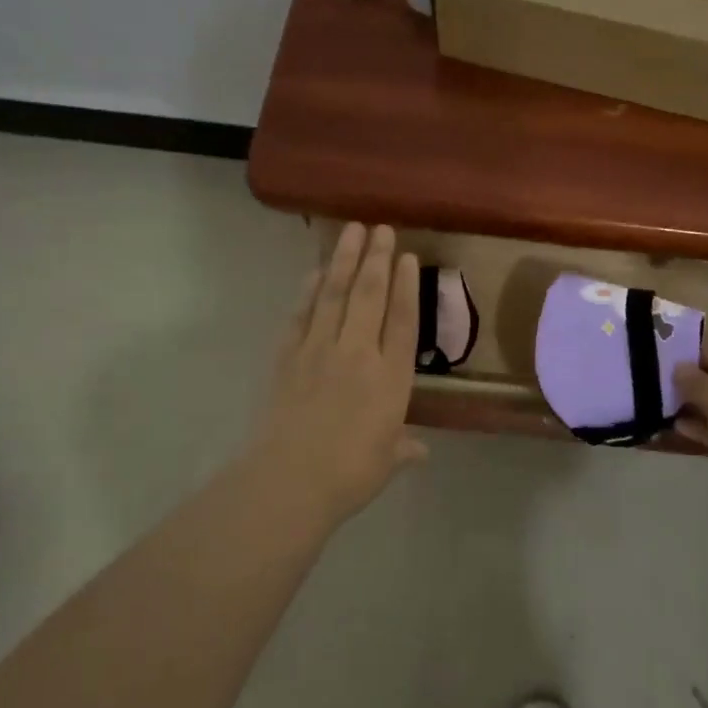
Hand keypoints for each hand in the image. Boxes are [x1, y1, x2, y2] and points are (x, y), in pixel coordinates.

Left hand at [242, 224, 425, 531]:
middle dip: (376, 258)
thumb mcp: (387, 462)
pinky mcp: (288, 356)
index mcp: (391, 378)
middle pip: (370, 296)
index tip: (406, 256)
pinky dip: (310, 290)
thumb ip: (403, 448)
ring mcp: (320, 350)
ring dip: (344, 260)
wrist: (290, 479)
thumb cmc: (350, 474)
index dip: (406, 287)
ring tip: (351, 230)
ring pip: (335, 295)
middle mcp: (359, 353)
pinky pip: (302, 314)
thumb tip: (418, 449)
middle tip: (380, 227)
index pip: (403, 321)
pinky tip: (316, 272)